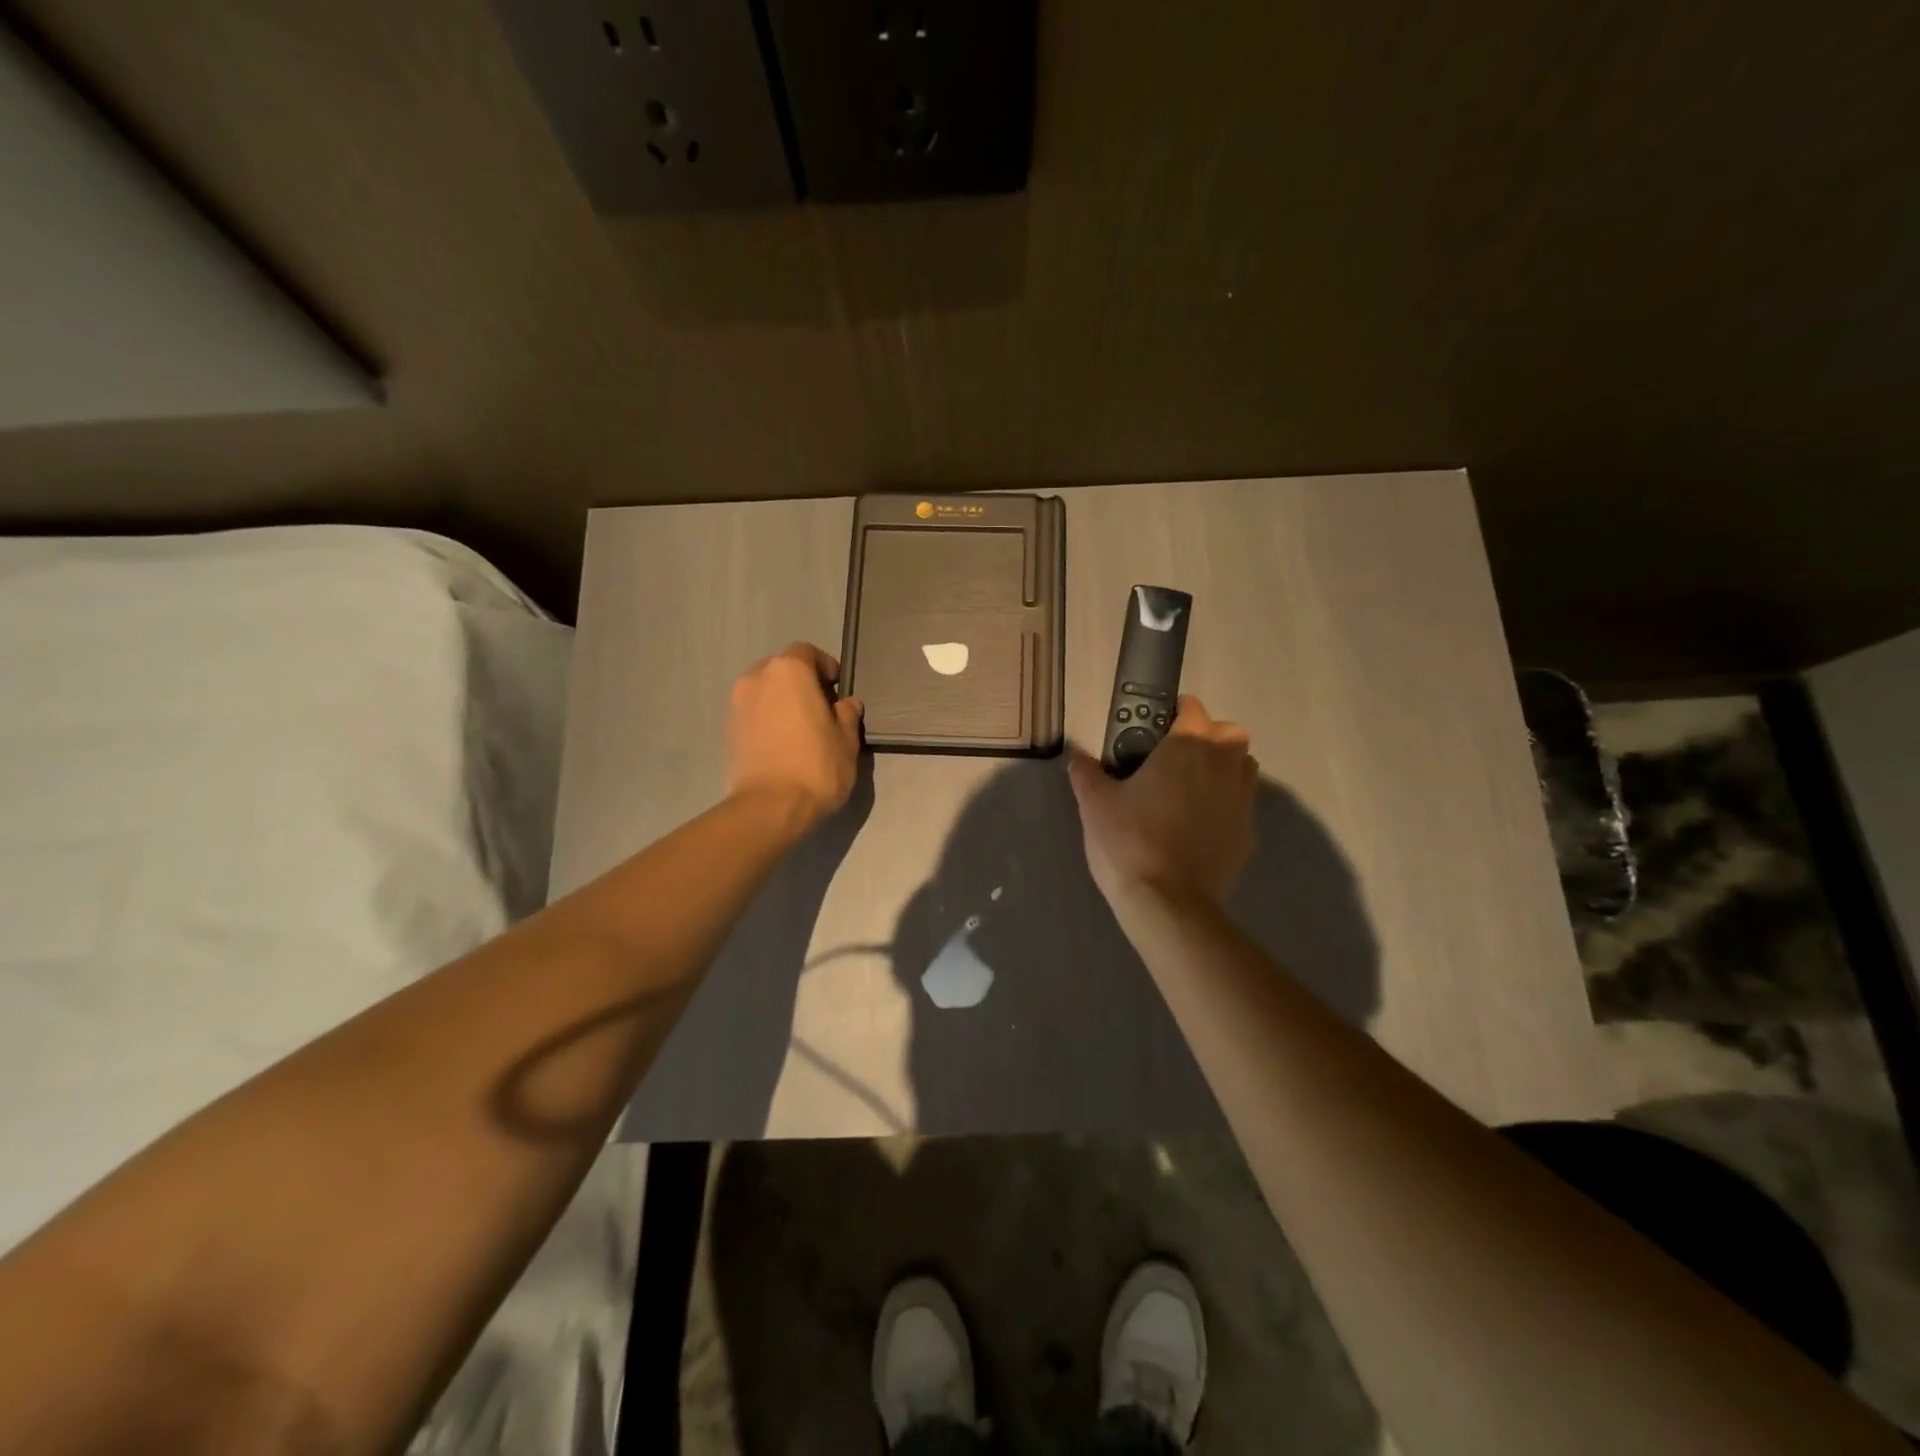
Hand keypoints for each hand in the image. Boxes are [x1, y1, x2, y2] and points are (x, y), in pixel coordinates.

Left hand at [727, 643, 863, 830]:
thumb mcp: (846, 740)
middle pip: (782, 669)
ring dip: (782, 701)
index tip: (837, 688)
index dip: (825, 666)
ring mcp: (737, 704)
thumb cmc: (816, 766)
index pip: (807, 652)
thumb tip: (848, 703)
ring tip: (801, 728)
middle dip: (801, 683)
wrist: (769, 807)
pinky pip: (754, 713)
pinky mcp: (728, 730)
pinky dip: (768, 719)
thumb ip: (848, 715)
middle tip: (821, 707)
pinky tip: (784, 743)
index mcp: (789, 671)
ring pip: (765, 691)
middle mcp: (757, 678)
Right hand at [1067, 695, 1256, 909]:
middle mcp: (1222, 765)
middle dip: (1210, 736)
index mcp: (1187, 748)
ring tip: (1192, 788)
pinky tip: (1198, 825)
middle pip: (1230, 733)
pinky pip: (1242, 804)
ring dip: (1224, 767)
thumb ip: (1087, 773)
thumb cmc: (1129, 841)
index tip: (1156, 725)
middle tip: (1178, 757)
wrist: (1169, 903)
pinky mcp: (1248, 833)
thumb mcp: (1094, 805)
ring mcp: (1241, 800)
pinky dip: (1226, 804)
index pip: (1193, 710)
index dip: (1176, 712)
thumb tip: (1078, 757)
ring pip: (1243, 767)